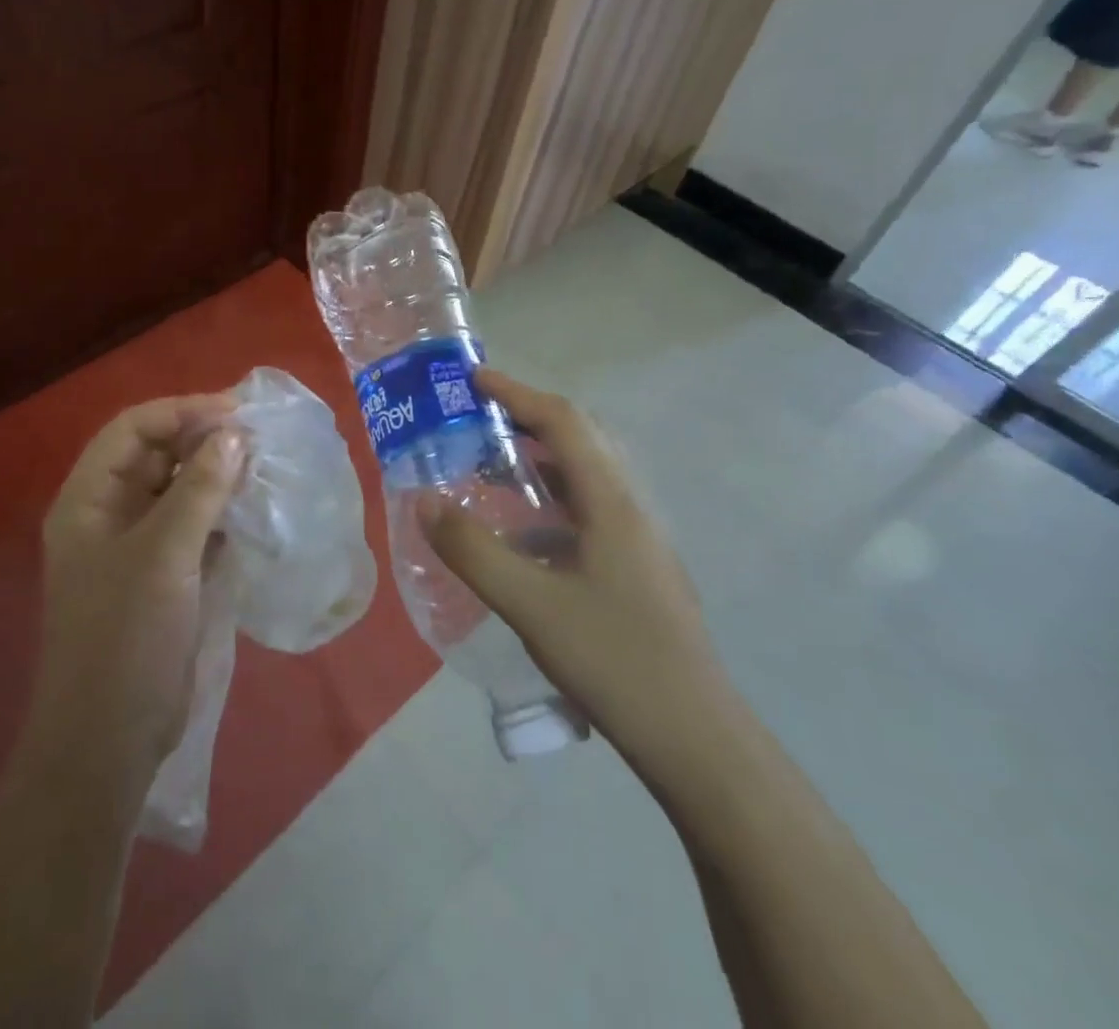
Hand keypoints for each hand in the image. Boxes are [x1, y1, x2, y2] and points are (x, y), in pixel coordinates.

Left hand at [29, 395, 246, 777]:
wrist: (110, 741)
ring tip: (263, 469)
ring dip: (217, 478)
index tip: (236, 413)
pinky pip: (194, 528)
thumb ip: (199, 489)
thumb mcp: (163, 555)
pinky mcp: (164, 577)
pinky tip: (254, 511)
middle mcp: (109, 515)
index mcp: (89, 500)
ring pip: (179, 491)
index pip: (133, 430)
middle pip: (157, 456)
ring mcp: (137, 548)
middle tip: (259, 439)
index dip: (181, 412)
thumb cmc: (125, 638)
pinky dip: (221, 515)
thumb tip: (234, 435)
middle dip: (203, 442)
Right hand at [421, 368, 728, 756]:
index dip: (517, 394)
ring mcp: (638, 538)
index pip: (564, 422)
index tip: (473, 380)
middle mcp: (630, 507)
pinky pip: (588, 509)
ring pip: (586, 475)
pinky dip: (549, 501)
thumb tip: (424, 499)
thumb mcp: (531, 605)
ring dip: (539, 460)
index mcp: (612, 502)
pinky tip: (521, 535)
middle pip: (581, 438)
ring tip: (490, 469)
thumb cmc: (615, 661)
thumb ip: (473, 550)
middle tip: (477, 420)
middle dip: (528, 418)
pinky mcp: (636, 566)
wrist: (694, 738)